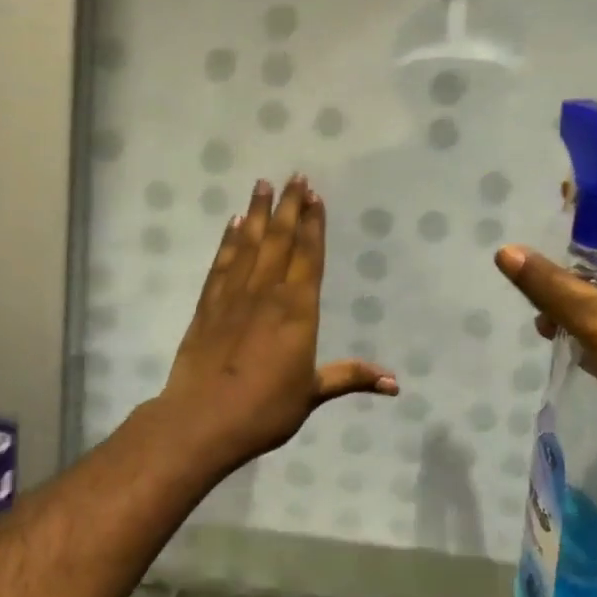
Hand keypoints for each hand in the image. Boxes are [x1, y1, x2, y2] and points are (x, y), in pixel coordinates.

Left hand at [158, 176, 397, 472]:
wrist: (200, 421)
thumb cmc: (264, 409)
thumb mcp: (311, 394)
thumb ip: (350, 377)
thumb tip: (396, 383)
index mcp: (297, 310)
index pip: (309, 256)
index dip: (313, 224)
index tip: (315, 196)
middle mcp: (267, 292)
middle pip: (280, 240)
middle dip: (289, 206)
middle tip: (295, 176)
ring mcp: (234, 295)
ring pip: (250, 243)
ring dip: (258, 212)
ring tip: (263, 183)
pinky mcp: (208, 304)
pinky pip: (222, 262)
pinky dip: (229, 240)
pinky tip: (234, 223)